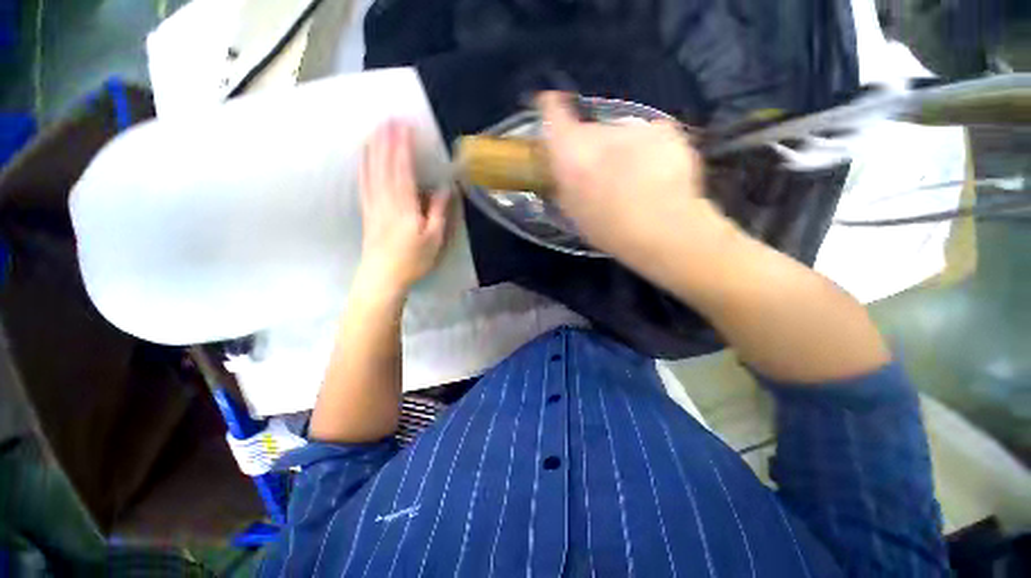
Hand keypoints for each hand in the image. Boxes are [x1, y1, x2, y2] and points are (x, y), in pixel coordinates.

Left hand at [356, 121, 450, 296]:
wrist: (383, 277)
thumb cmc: (413, 259)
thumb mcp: (434, 238)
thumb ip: (439, 211)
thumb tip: (446, 188)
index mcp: (404, 205)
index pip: (402, 168)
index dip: (402, 146)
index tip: (404, 125)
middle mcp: (385, 199)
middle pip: (384, 164)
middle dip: (386, 140)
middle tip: (388, 118)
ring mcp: (373, 204)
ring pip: (371, 170)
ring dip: (373, 148)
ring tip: (374, 129)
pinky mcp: (366, 211)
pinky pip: (363, 182)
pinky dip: (363, 166)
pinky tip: (363, 157)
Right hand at [537, 92, 728, 273]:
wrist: (661, 228)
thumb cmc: (607, 227)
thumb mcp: (573, 211)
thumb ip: (564, 183)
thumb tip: (564, 169)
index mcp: (570, 152)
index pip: (553, 112)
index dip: (551, 106)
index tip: (551, 103)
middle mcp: (598, 131)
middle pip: (590, 130)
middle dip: (593, 148)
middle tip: (603, 174)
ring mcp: (634, 126)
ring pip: (620, 134)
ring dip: (621, 149)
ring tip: (633, 179)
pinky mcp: (664, 128)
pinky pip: (648, 136)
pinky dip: (648, 150)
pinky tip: (656, 174)